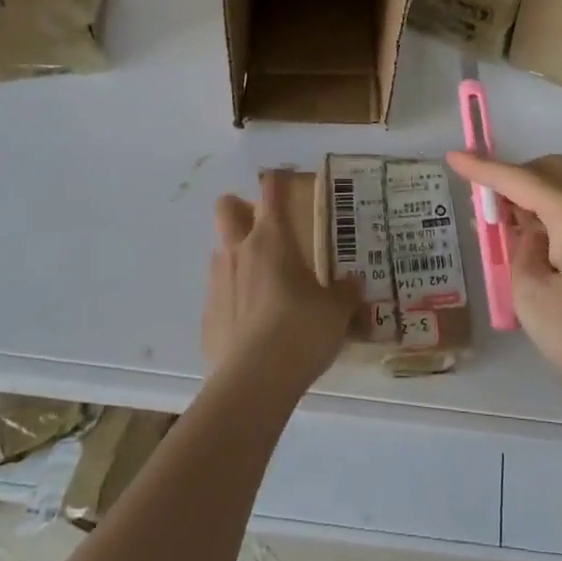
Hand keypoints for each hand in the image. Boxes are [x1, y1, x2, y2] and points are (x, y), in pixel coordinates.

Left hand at [203, 173, 358, 398]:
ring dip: (237, 256)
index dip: (278, 180)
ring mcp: (217, 283)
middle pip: (227, 209)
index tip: (285, 178)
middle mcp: (240, 252)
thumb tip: (354, 284)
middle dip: (239, 207)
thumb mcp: (337, 311)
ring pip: (220, 252)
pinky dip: (233, 301)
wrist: (254, 382)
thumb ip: (346, 292)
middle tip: (263, 225)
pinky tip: (252, 325)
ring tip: (264, 282)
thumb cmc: (301, 331)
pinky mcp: (207, 317)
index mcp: (272, 239)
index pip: (271, 192)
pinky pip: (219, 296)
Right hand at [447, 151, 561, 428]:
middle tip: (484, 208)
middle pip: (549, 172)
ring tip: (498, 231)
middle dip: (513, 178)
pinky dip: (544, 220)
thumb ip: (520, 252)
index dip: (483, 168)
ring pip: (561, 194)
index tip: (452, 156)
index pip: (519, 179)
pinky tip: (527, 251)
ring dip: (527, 200)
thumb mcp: (533, 296)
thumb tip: (530, 236)